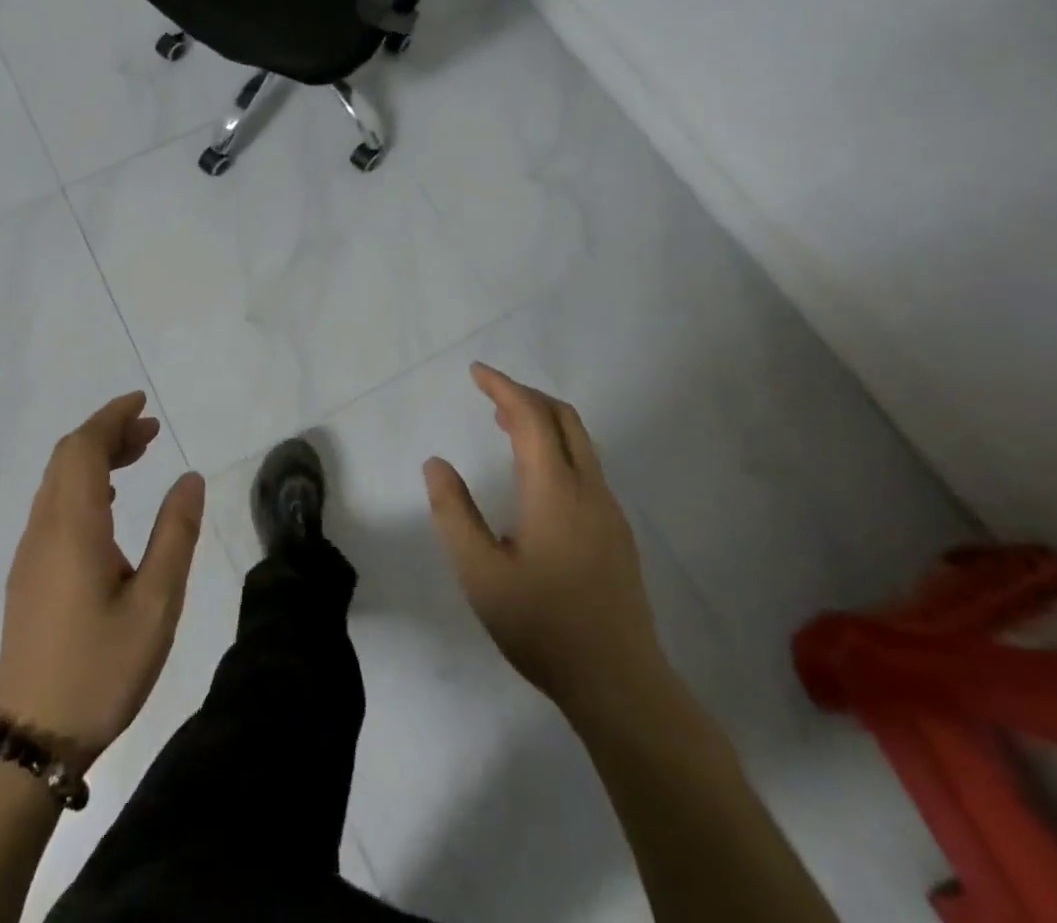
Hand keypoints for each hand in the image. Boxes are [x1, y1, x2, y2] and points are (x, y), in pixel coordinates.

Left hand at [0, 393, 204, 767]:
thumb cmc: (100, 670)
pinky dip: (82, 484)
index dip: (111, 418)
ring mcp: (31, 552)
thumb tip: (189, 477)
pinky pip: (53, 505)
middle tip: (150, 431)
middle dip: (107, 432)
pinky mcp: (29, 574)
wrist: (31, 740)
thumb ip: (175, 534)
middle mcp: (44, 529)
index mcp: (73, 527)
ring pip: (58, 481)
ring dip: (94, 457)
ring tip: (137, 457)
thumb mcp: (156, 604)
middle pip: (67, 457)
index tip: (142, 404)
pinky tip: (109, 505)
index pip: (83, 448)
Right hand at [423, 364, 666, 717]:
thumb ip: (453, 512)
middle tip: (489, 393)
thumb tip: (436, 464)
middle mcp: (588, 489)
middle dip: (526, 394)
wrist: (620, 684)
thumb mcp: (480, 573)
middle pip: (563, 418)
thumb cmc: (543, 626)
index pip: (531, 416)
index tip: (476, 372)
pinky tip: (534, 477)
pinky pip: (585, 466)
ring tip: (504, 424)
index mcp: (555, 490)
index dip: (502, 387)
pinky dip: (556, 447)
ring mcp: (608, 511)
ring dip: (542, 420)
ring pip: (579, 442)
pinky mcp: (616, 533)